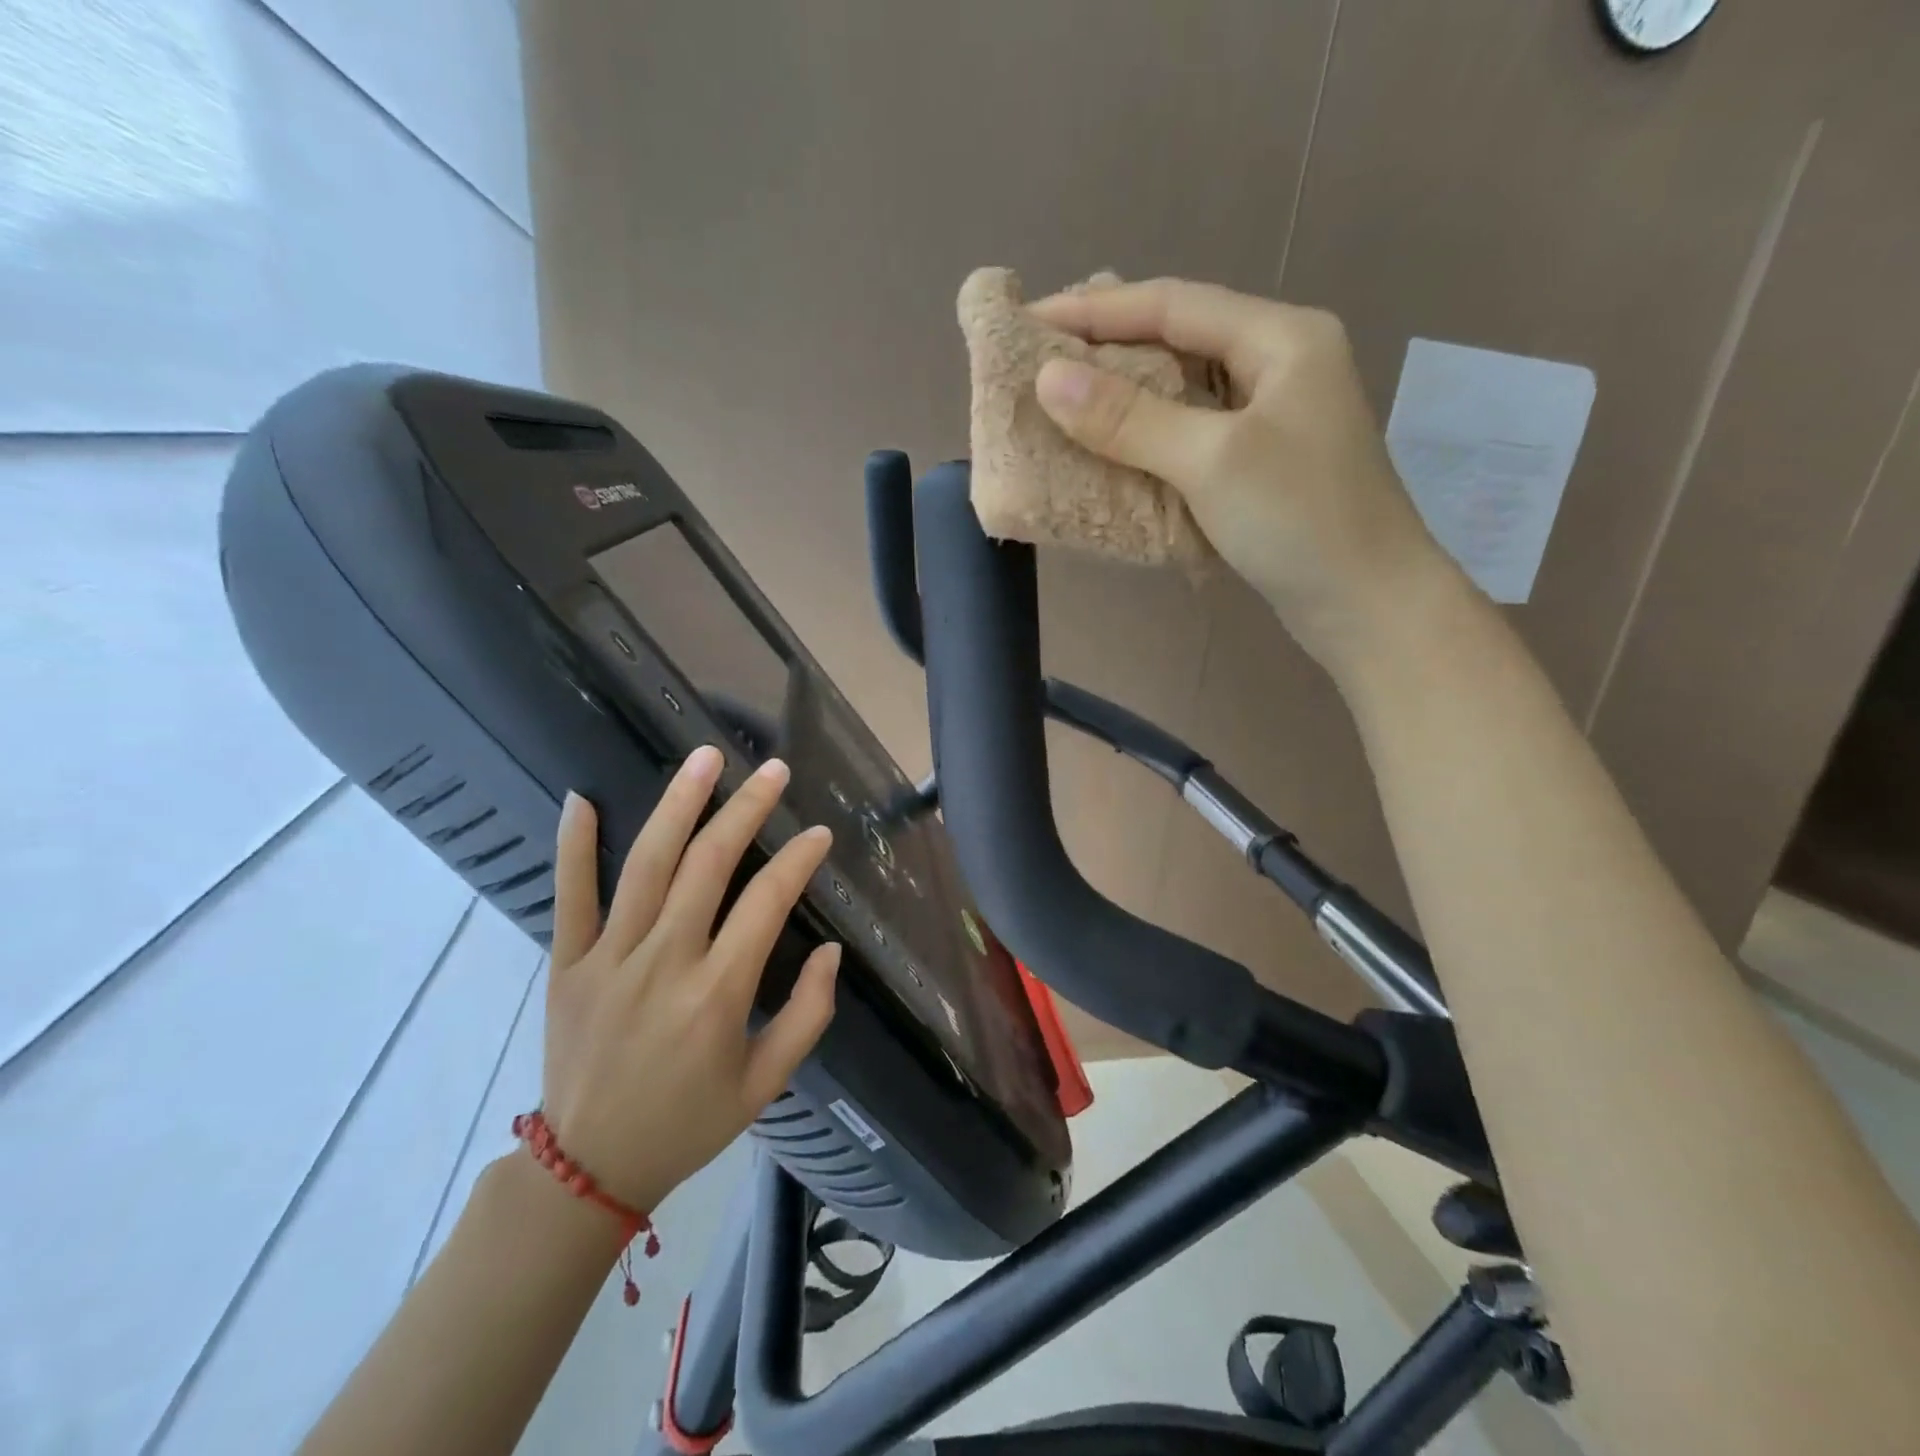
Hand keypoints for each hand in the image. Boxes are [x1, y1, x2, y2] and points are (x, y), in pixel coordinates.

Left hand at [540, 748, 839, 1213]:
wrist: (588, 1168)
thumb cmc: (689, 1122)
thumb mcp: (766, 1083)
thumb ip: (809, 1014)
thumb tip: (832, 950)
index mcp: (718, 994)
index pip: (767, 903)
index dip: (798, 861)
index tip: (818, 834)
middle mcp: (665, 962)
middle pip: (708, 864)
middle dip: (746, 809)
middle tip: (774, 771)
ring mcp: (608, 959)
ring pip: (646, 864)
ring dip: (679, 804)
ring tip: (705, 758)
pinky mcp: (566, 964)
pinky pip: (569, 896)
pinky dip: (574, 845)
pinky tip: (583, 797)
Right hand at [1029, 278, 1457, 673]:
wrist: (1368, 605)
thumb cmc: (1299, 520)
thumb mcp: (1211, 460)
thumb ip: (1129, 418)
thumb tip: (1048, 378)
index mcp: (1281, 338)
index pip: (1173, 304)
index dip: (1097, 310)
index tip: (1030, 320)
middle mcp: (1279, 364)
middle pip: (1180, 338)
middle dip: (1109, 347)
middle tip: (1042, 358)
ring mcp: (1273, 416)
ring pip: (1184, 389)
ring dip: (1125, 395)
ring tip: (1065, 400)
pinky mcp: (1261, 464)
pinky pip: (1191, 433)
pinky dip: (1148, 437)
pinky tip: (1112, 448)